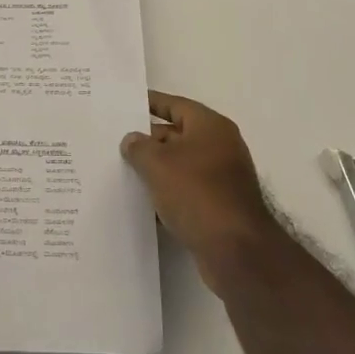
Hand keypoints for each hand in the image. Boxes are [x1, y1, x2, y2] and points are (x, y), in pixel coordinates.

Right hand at [121, 91, 281, 291]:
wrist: (235, 250)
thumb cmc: (196, 193)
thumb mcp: (157, 164)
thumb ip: (139, 147)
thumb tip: (132, 140)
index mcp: (211, 126)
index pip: (176, 105)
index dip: (151, 103)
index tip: (128, 104)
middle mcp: (221, 146)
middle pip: (179, 135)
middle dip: (150, 140)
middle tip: (118, 144)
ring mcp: (223, 178)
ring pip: (182, 165)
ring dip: (157, 170)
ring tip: (125, 173)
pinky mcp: (221, 206)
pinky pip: (188, 191)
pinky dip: (169, 194)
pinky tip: (145, 204)